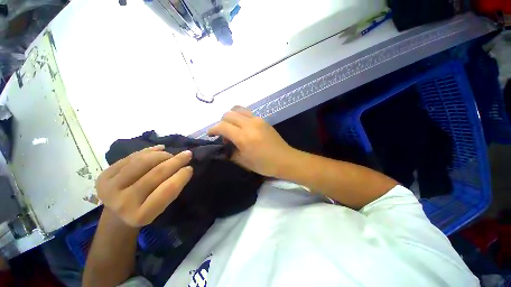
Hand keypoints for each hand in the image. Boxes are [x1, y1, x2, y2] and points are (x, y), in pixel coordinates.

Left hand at [96, 145, 192, 226]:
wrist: (116, 215)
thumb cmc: (145, 209)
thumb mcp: (161, 207)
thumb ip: (171, 189)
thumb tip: (183, 167)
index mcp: (141, 215)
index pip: (167, 190)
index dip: (181, 176)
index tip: (190, 168)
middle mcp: (123, 203)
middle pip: (156, 174)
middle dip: (175, 161)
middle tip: (187, 154)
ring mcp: (110, 188)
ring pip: (143, 162)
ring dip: (162, 155)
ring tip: (170, 154)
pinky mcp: (103, 176)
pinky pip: (131, 157)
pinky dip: (148, 151)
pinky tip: (159, 149)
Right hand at [208, 107, 294, 176]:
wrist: (285, 159)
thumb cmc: (264, 164)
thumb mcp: (243, 161)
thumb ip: (231, 151)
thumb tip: (225, 143)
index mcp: (244, 137)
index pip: (222, 126)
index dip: (213, 129)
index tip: (210, 134)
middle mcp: (250, 124)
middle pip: (228, 114)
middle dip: (221, 123)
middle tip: (224, 134)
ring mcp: (258, 120)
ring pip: (238, 109)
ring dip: (231, 117)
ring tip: (233, 128)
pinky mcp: (263, 120)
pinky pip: (247, 113)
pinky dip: (240, 117)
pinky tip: (243, 127)